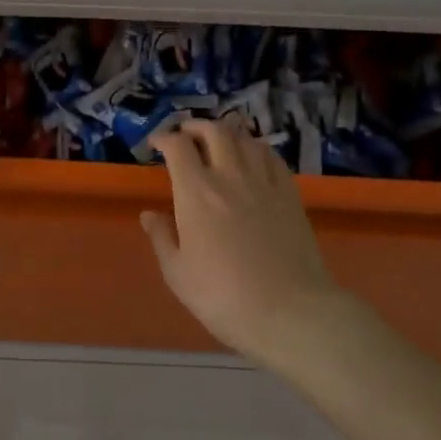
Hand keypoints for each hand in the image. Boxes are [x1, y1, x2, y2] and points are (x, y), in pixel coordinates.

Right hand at [141, 117, 342, 362]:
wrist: (289, 312)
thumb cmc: (224, 297)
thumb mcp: (178, 274)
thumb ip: (162, 238)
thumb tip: (150, 214)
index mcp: (196, 192)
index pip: (178, 146)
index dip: (164, 138)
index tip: (156, 144)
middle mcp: (230, 176)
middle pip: (214, 131)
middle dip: (195, 127)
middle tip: (186, 136)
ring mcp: (264, 182)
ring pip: (245, 139)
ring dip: (227, 133)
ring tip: (218, 143)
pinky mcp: (290, 194)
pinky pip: (272, 157)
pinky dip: (257, 148)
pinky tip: (253, 157)